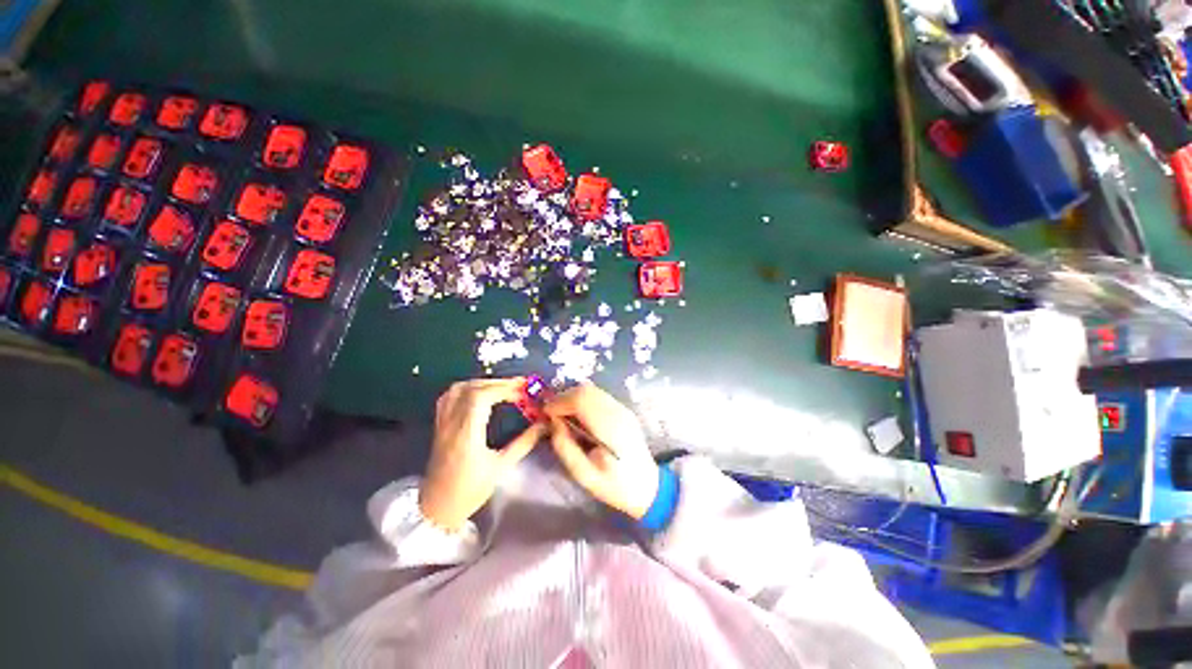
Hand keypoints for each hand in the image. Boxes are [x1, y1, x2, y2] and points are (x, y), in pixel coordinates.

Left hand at [420, 378, 542, 530]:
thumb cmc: (470, 492)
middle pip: (471, 389)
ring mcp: (442, 423)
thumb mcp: (501, 468)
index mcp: (466, 435)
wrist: (437, 510)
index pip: (481, 398)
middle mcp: (451, 424)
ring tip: (503, 387)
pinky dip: (468, 388)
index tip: (524, 391)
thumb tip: (543, 425)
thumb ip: (523, 443)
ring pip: (459, 389)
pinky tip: (481, 392)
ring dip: (483, 382)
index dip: (504, 388)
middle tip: (520, 386)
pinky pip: (449, 396)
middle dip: (498, 383)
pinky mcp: (439, 425)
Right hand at [544, 384, 658, 518]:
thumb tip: (553, 422)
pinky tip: (578, 415)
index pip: (582, 400)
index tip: (545, 414)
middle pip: (587, 390)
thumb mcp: (583, 475)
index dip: (560, 402)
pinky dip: (584, 400)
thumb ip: (565, 447)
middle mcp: (618, 412)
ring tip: (562, 414)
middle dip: (564, 397)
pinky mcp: (624, 410)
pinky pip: (599, 396)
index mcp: (610, 429)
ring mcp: (623, 409)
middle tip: (552, 414)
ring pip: (593, 390)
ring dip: (573, 397)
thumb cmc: (614, 486)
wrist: (647, 487)